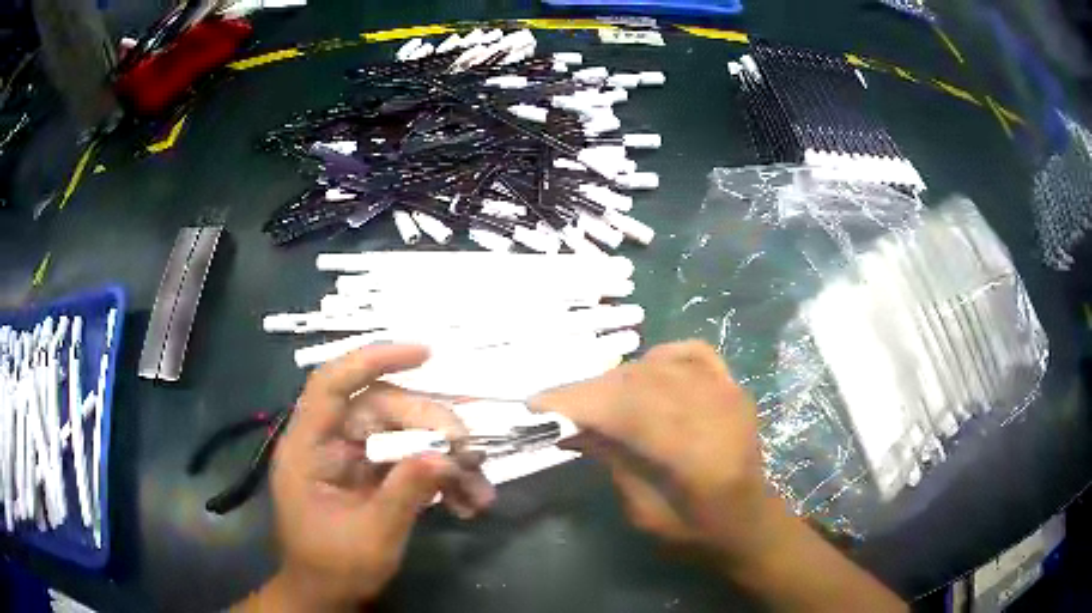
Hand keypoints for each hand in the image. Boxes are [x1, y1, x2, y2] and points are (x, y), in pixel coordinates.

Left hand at [251, 345, 494, 610]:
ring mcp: (353, 458)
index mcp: (309, 448)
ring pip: (404, 434)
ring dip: (445, 458)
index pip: (331, 384)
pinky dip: (441, 478)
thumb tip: (445, 454)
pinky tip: (467, 502)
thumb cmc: (334, 568)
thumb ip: (405, 492)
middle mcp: (329, 443)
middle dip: (431, 426)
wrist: (329, 596)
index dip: (373, 359)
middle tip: (471, 454)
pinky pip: (411, 461)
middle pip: (382, 409)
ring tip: (479, 488)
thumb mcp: (372, 536)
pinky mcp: (374, 475)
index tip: (425, 354)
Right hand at [533, 341, 906, 611]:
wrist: (750, 523)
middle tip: (555, 403)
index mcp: (698, 457)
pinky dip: (660, 355)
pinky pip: (691, 352)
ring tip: (593, 397)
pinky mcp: (733, 385)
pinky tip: (643, 370)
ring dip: (616, 377)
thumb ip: (614, 463)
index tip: (537, 403)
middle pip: (640, 383)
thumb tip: (574, 426)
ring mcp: (729, 393)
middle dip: (590, 389)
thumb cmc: (697, 533)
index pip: (629, 412)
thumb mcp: (645, 513)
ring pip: (658, 366)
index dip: (580, 402)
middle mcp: (717, 414)